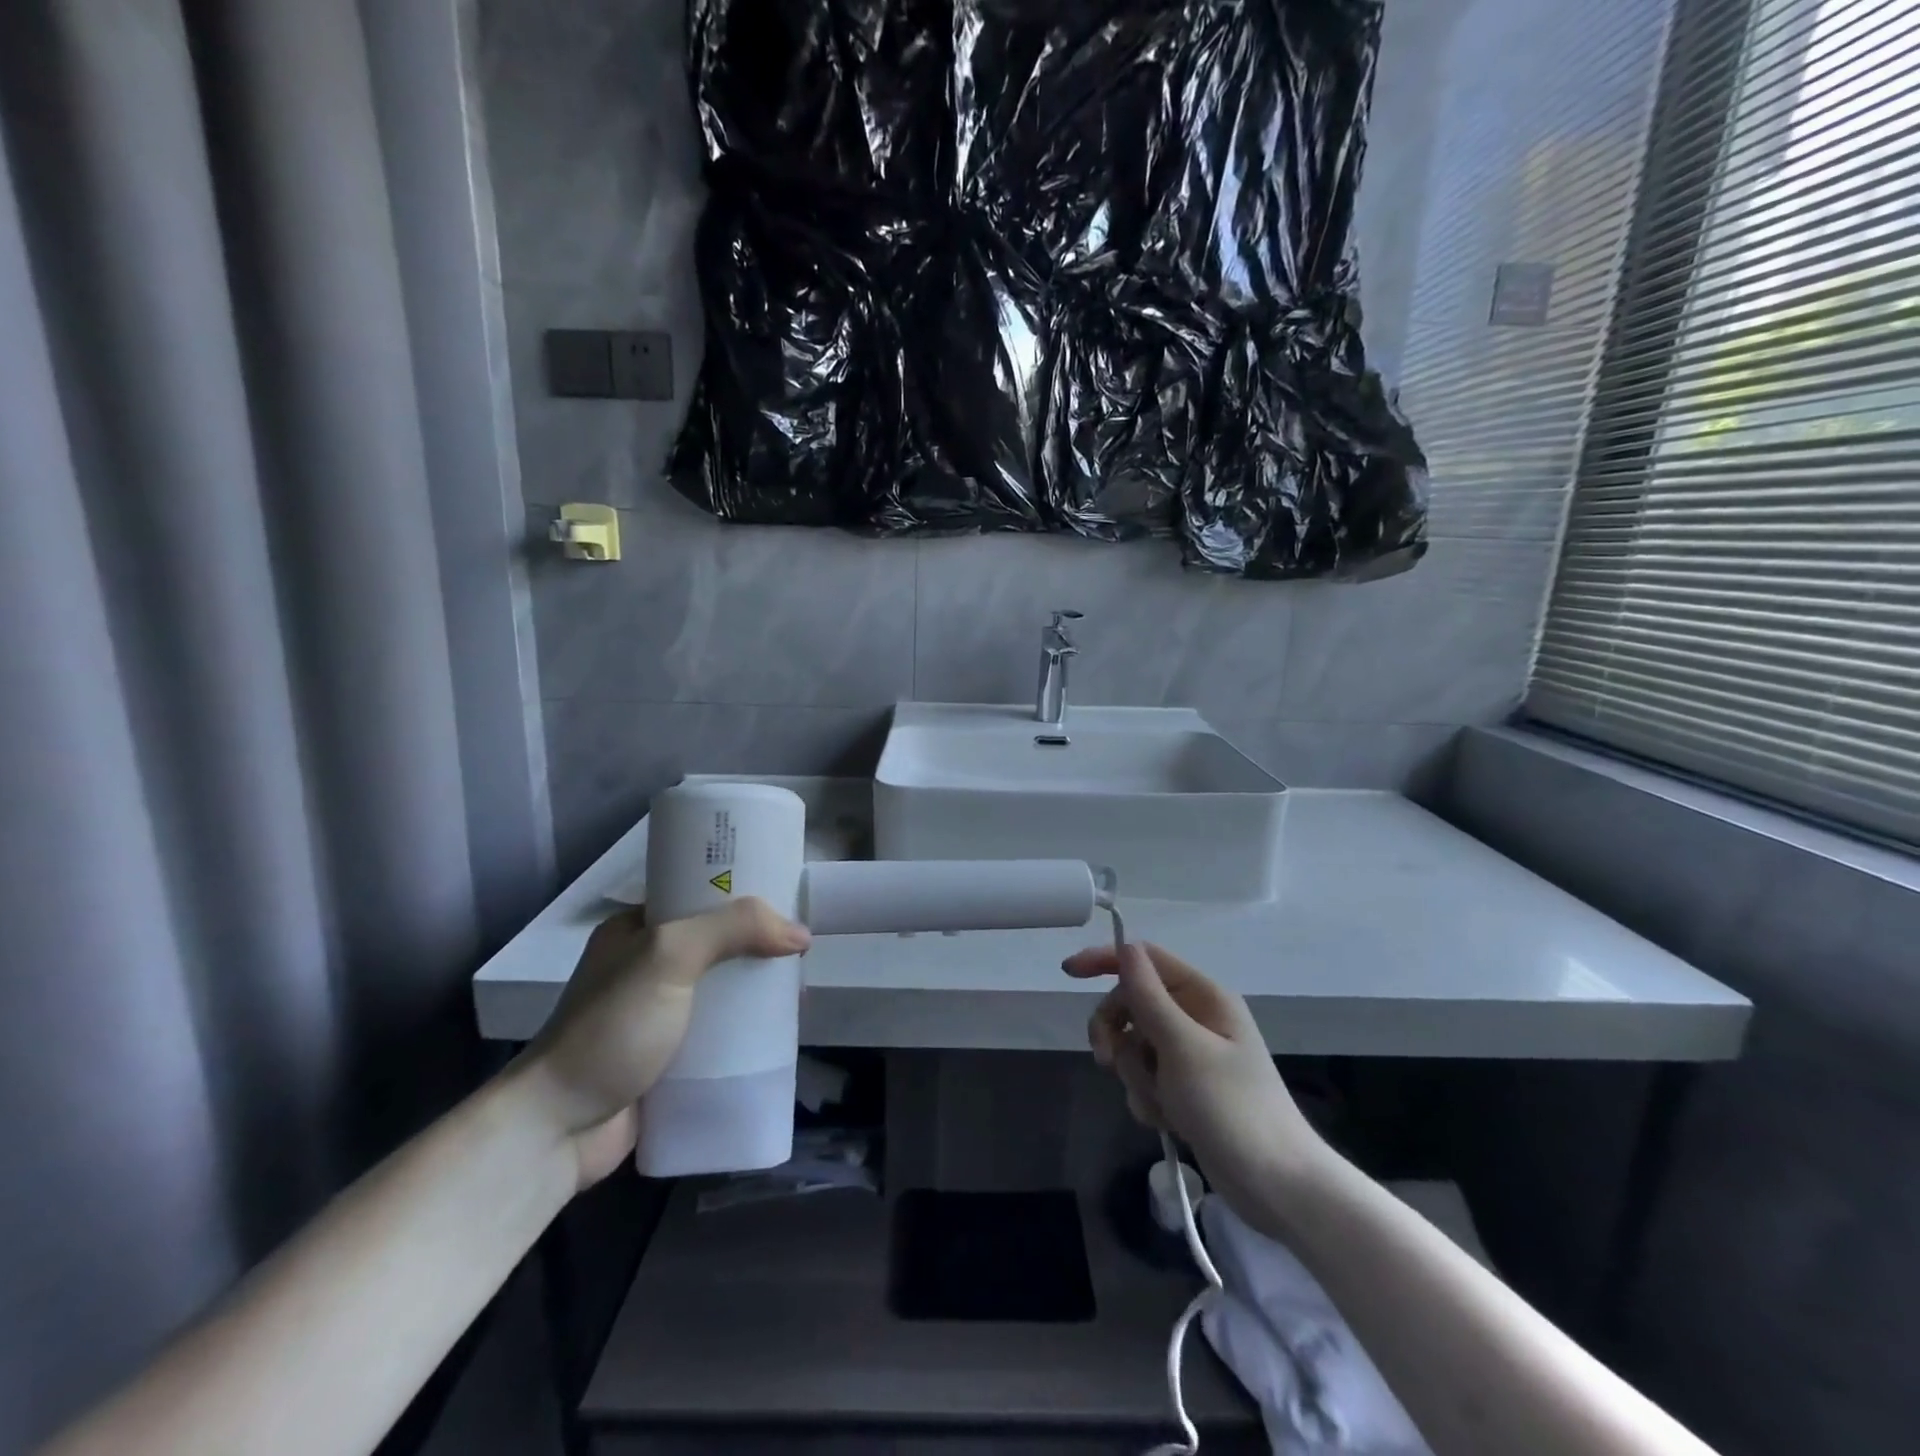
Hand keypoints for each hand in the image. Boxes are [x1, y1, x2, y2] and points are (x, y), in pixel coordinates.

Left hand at [518, 897, 810, 1187]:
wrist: (556, 1130)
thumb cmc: (611, 1029)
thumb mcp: (669, 957)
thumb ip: (733, 929)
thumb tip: (800, 934)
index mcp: (637, 929)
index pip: (700, 895)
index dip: (744, 893)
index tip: (788, 897)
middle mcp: (648, 966)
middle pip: (719, 944)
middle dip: (759, 946)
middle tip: (802, 952)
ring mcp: (658, 1014)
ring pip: (723, 990)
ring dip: (757, 991)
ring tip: (798, 992)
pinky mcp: (670, 1058)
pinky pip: (720, 1033)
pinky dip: (748, 1031)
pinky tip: (779, 1032)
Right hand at [1063, 941, 1327, 1218]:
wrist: (1278, 1187)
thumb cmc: (1233, 1109)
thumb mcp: (1183, 1048)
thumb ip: (1148, 997)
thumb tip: (1125, 946)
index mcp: (1204, 996)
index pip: (1145, 959)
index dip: (1106, 959)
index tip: (1069, 973)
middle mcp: (1197, 1018)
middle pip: (1133, 1003)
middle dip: (1117, 1032)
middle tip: (1106, 1059)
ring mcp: (1190, 1056)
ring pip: (1134, 1044)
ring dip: (1134, 1073)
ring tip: (1159, 1102)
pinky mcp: (1185, 1089)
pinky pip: (1145, 1076)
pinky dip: (1146, 1096)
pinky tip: (1165, 1120)